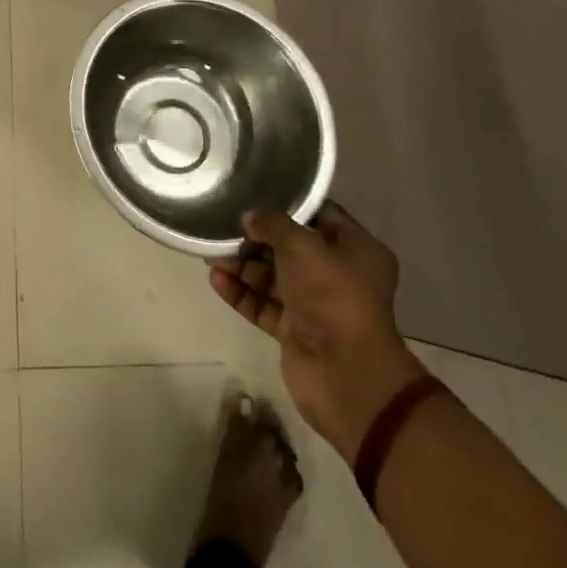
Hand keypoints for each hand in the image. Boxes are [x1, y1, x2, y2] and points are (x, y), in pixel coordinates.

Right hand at [209, 202, 427, 463]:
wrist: (346, 374)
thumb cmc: (332, 295)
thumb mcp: (301, 245)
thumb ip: (272, 224)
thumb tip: (250, 217)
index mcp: (356, 250)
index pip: (320, 214)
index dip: (288, 204)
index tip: (254, 193)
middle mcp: (338, 275)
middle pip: (290, 247)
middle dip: (256, 237)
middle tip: (222, 224)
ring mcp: (316, 304)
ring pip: (273, 277)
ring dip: (242, 265)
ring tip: (209, 253)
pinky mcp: (295, 330)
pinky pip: (264, 304)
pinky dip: (241, 293)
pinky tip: (215, 280)